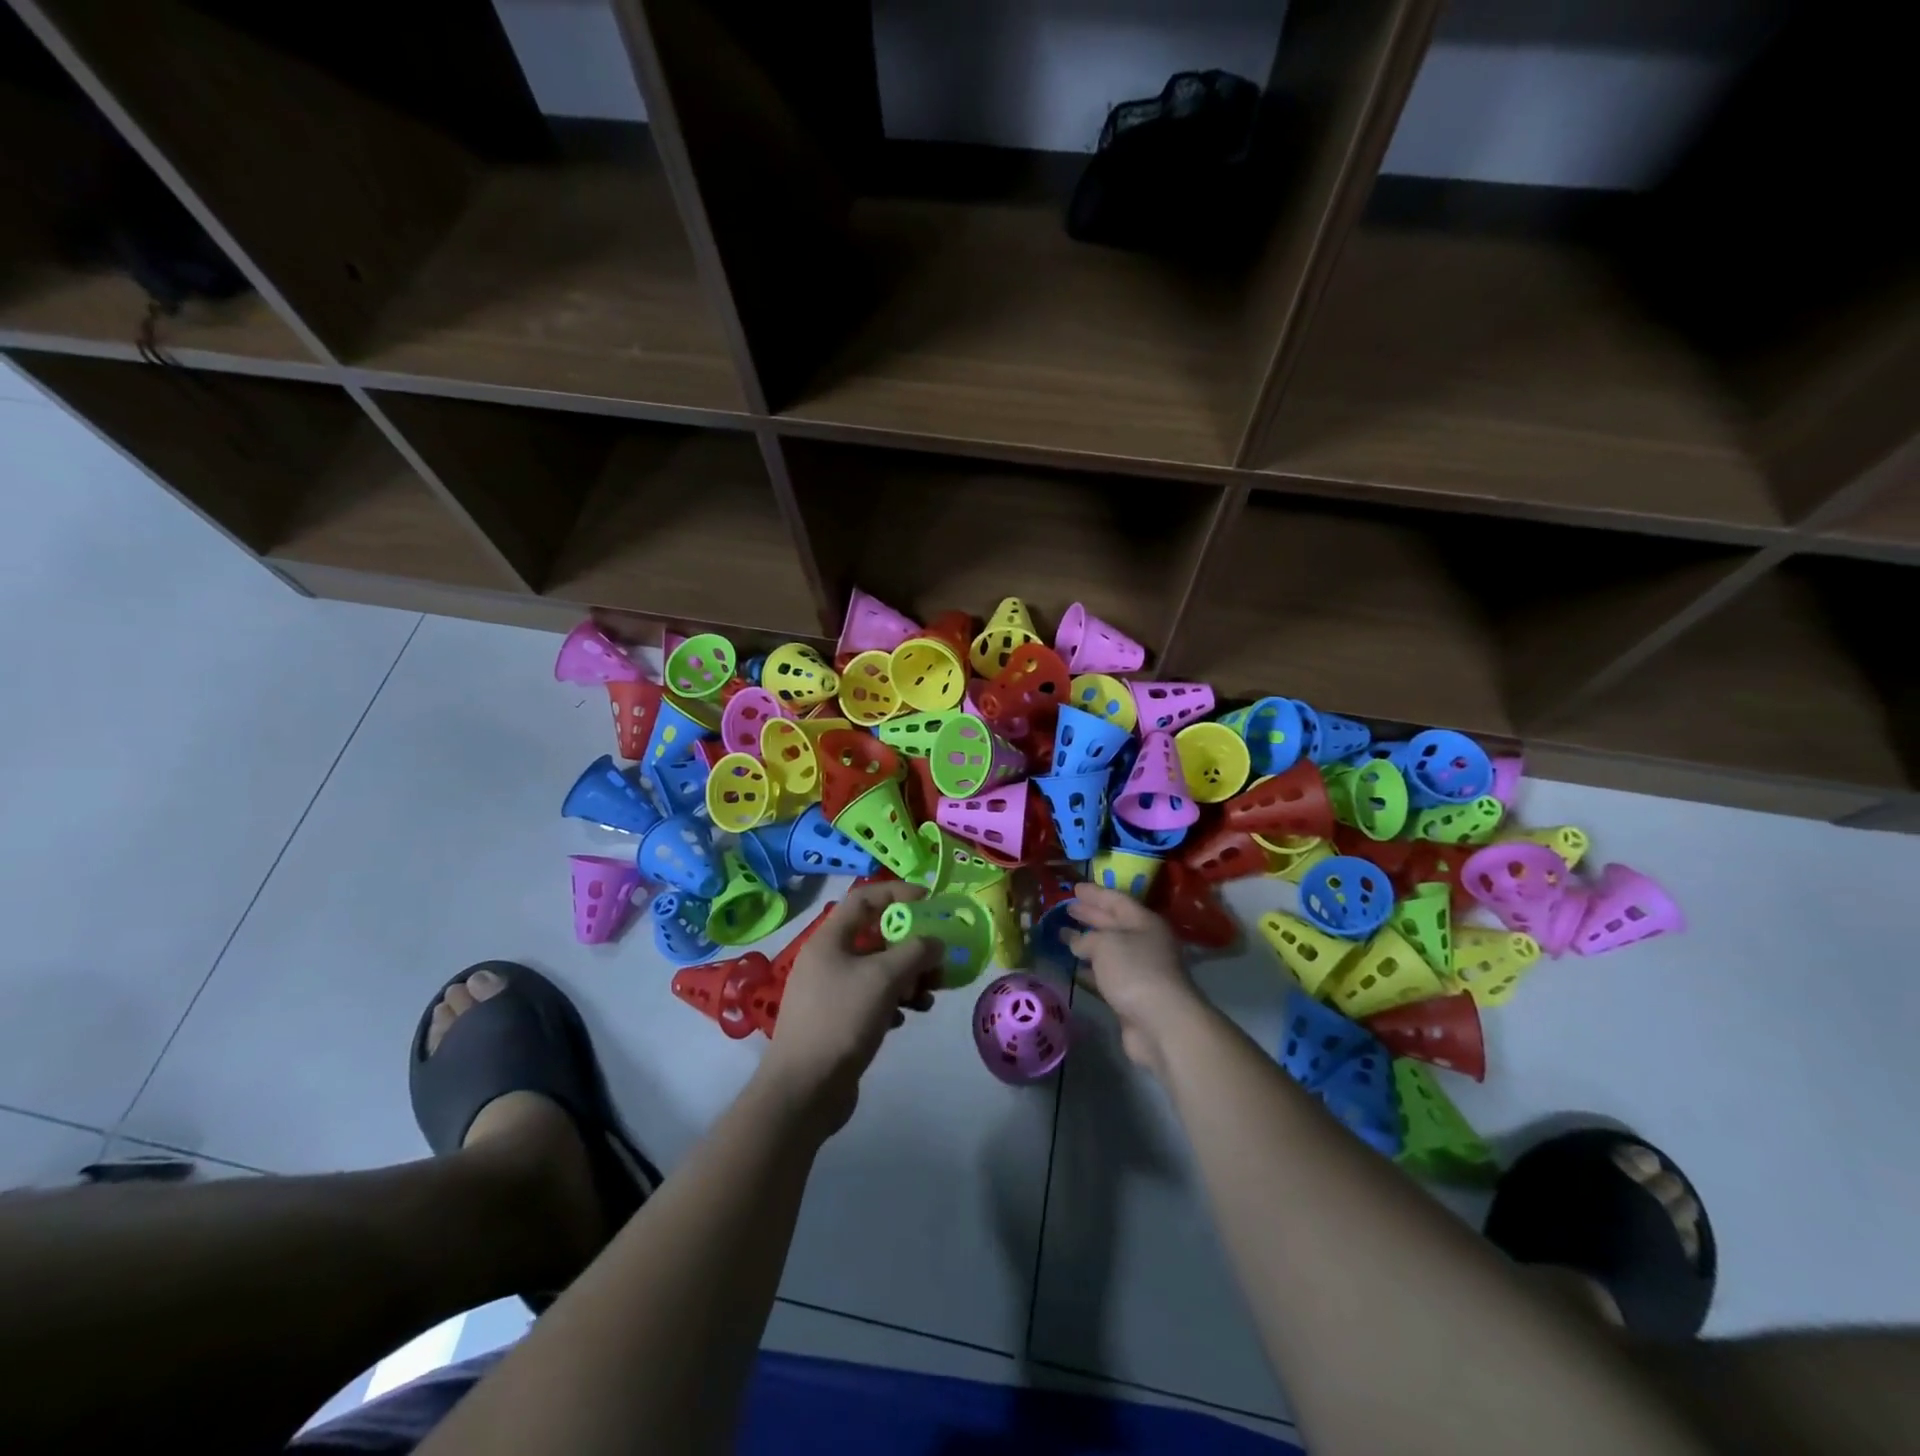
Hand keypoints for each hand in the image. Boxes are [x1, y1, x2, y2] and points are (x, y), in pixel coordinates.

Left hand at [756, 881, 942, 1131]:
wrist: (804, 1090)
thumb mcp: (883, 978)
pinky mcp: (839, 1020)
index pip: (865, 897)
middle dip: (912, 944)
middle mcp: (828, 959)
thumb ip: (915, 951)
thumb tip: (936, 941)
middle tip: (940, 957)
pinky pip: (874, 997)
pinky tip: (910, 1016)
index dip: (898, 893)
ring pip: (878, 969)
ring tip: (931, 993)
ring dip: (909, 976)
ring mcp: (831, 991)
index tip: (931, 903)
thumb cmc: (841, 1020)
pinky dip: (896, 1000)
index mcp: (830, 939)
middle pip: (876, 935)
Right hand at [1065, 883, 1204, 1075]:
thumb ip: (1087, 938)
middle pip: (1114, 924)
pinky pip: (1107, 975)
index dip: (1095, 893)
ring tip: (1064, 935)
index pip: (1117, 900)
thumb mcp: (1106, 944)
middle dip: (1091, 915)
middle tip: (1067, 908)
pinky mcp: (1132, 995)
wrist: (1161, 1024)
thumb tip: (1077, 941)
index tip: (1075, 888)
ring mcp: (1140, 970)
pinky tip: (1075, 967)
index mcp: (1144, 922)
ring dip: (1088, 943)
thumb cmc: (1134, 971)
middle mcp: (1145, 943)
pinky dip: (1091, 969)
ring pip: (1109, 950)